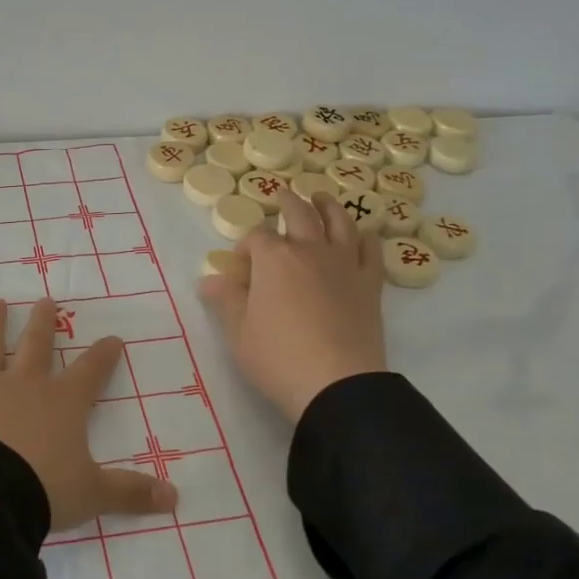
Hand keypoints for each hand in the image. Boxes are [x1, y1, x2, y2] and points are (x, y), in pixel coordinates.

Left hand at [0, 298, 178, 530]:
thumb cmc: (42, 489)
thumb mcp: (92, 494)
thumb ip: (131, 493)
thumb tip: (176, 499)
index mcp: (62, 403)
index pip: (91, 371)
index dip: (104, 355)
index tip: (113, 338)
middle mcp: (23, 386)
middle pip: (37, 345)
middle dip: (43, 322)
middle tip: (45, 299)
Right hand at [197, 192, 388, 420]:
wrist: (336, 383)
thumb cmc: (278, 356)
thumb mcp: (238, 332)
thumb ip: (225, 300)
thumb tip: (208, 280)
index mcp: (273, 259)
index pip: (256, 238)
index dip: (245, 247)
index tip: (239, 266)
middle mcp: (309, 251)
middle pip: (299, 214)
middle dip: (288, 202)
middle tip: (283, 195)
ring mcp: (344, 265)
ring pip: (339, 223)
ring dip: (328, 207)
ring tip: (322, 198)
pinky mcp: (369, 284)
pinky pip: (371, 251)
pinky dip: (365, 238)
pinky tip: (362, 235)